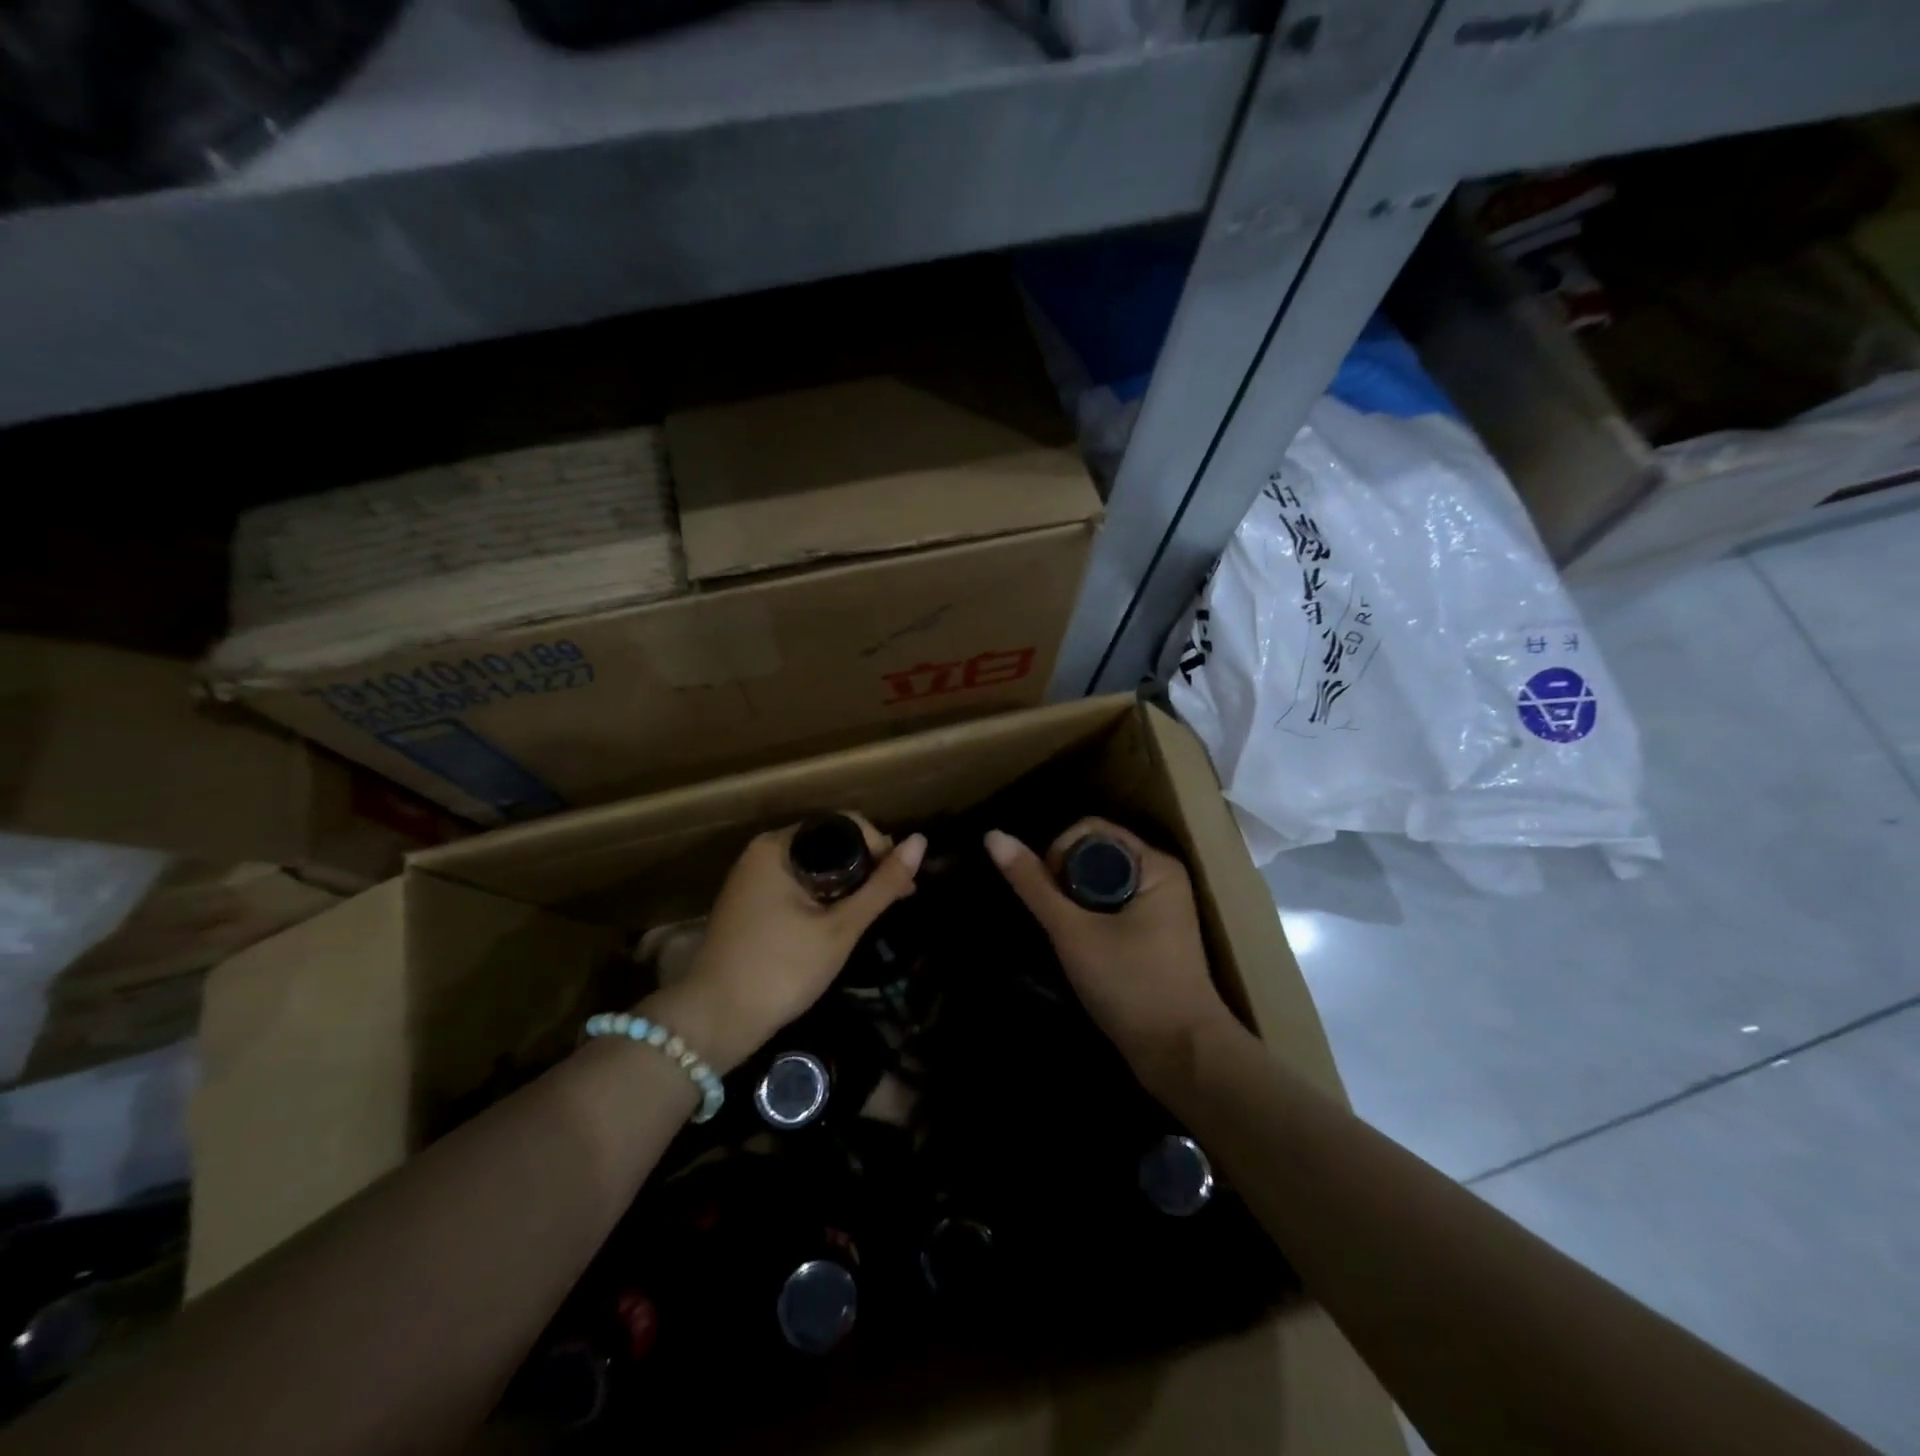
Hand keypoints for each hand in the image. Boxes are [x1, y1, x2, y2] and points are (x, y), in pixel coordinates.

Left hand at [646, 814, 924, 1072]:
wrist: (714, 1023)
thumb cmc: (781, 970)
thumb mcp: (840, 928)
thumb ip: (882, 885)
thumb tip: (921, 842)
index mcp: (778, 846)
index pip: (844, 825)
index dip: (880, 847)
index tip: (902, 881)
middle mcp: (762, 853)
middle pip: (829, 844)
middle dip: (867, 867)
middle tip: (897, 899)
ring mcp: (752, 879)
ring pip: (815, 867)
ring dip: (848, 885)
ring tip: (877, 912)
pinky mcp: (750, 904)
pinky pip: (798, 886)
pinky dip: (825, 897)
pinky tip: (844, 921)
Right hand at [985, 817, 1234, 1090]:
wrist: (1181, 1055)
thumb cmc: (1130, 985)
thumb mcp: (1073, 932)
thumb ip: (1033, 884)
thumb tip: (993, 836)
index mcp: (1154, 864)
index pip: (1090, 830)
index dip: (1058, 851)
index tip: (1047, 892)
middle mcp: (1161, 875)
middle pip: (1094, 852)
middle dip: (1064, 877)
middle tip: (1054, 917)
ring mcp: (1160, 904)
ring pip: (1100, 880)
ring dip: (1074, 899)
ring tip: (1063, 932)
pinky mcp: (1153, 931)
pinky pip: (1110, 903)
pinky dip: (1088, 915)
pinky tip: (1078, 943)